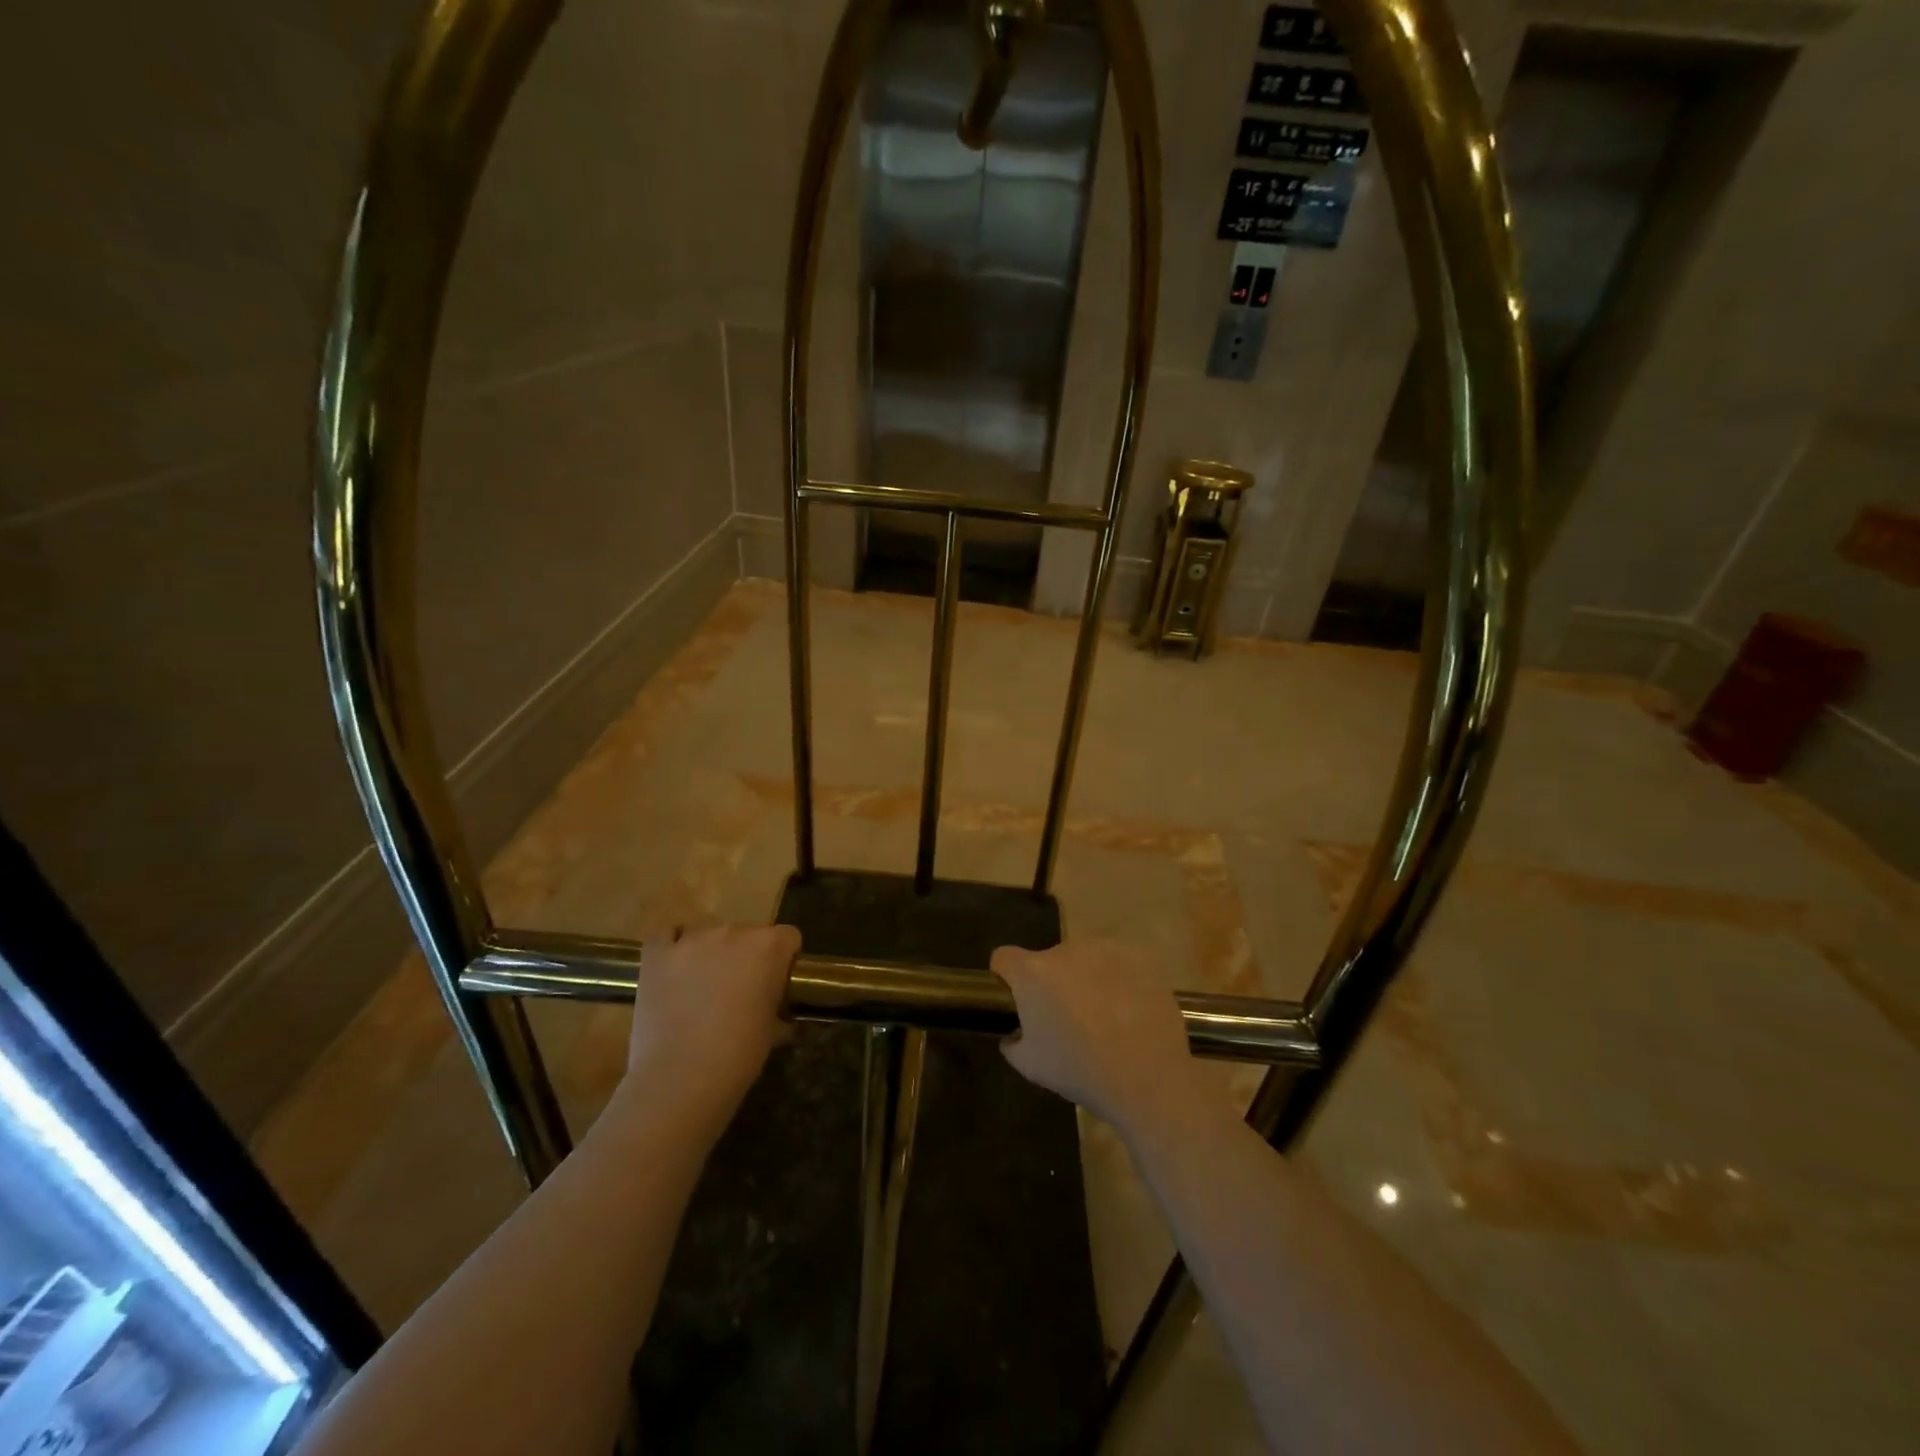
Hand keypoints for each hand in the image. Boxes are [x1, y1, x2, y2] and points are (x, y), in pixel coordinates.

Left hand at [620, 925, 799, 1132]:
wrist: (681, 1079)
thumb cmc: (739, 1056)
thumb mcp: (773, 1031)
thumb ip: (779, 1009)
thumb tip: (780, 1015)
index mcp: (769, 948)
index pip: (788, 937)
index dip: (785, 959)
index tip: (777, 983)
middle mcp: (733, 932)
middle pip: (748, 934)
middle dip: (746, 957)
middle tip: (739, 991)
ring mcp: (692, 940)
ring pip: (709, 933)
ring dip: (711, 953)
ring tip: (701, 986)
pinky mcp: (657, 954)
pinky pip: (666, 935)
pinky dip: (672, 945)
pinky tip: (674, 966)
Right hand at [991, 940, 1207, 1138]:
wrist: (1147, 1078)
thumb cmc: (1080, 1071)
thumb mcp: (1030, 1066)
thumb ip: (1012, 1042)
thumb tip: (1014, 1033)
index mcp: (1033, 973)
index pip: (1004, 958)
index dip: (1007, 977)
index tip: (1018, 1000)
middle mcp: (1066, 950)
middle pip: (1049, 961)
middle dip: (1054, 983)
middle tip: (1069, 1018)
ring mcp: (1105, 949)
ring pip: (1085, 959)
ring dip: (1086, 978)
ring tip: (1105, 1016)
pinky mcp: (1139, 956)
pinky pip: (1118, 962)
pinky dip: (1119, 978)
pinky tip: (1130, 1009)